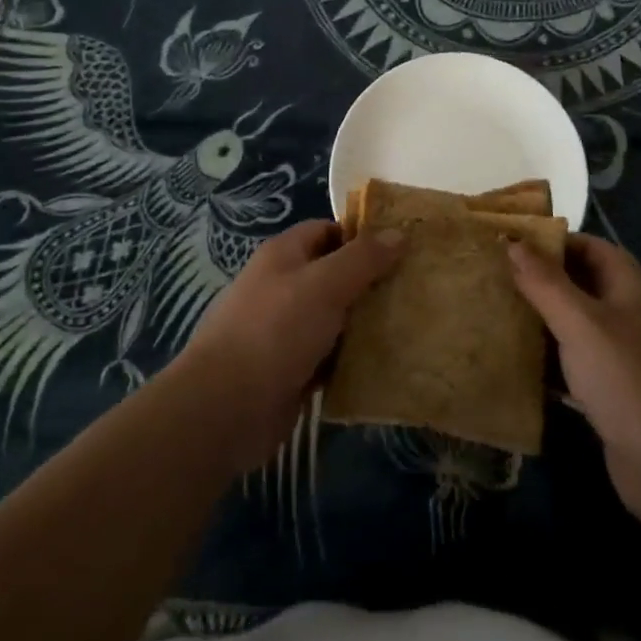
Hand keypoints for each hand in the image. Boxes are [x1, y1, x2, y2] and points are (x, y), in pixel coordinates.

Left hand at [174, 219, 405, 475]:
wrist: (225, 409)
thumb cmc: (275, 331)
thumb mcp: (325, 284)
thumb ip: (363, 258)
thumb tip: (399, 232)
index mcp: (284, 255)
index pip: (328, 231)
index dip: (362, 236)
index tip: (402, 248)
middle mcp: (283, 287)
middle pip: (335, 275)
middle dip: (371, 281)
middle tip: (415, 287)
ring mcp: (286, 331)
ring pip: (336, 318)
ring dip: (366, 323)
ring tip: (411, 323)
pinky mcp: (292, 371)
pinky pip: (331, 357)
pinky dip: (353, 359)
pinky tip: (387, 362)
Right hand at [508, 232, 640, 537]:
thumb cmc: (626, 378)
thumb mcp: (581, 322)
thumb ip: (545, 282)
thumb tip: (512, 241)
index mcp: (625, 284)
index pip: (586, 246)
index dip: (550, 241)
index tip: (507, 242)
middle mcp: (623, 312)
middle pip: (576, 283)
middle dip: (537, 279)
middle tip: (490, 276)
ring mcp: (616, 353)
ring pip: (569, 324)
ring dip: (537, 319)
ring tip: (491, 312)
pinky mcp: (606, 390)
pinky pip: (569, 362)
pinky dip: (544, 359)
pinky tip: (509, 360)